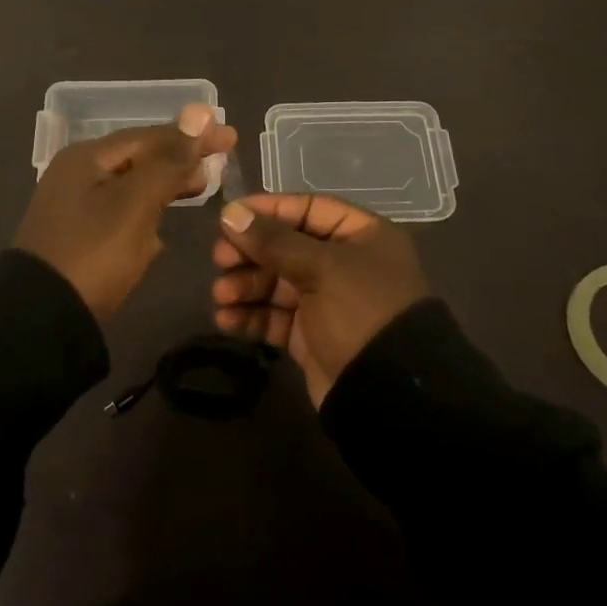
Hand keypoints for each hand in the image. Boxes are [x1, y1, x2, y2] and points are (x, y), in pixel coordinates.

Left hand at [13, 104, 236, 320]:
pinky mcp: (78, 238)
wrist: (42, 319)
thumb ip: (169, 160)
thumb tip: (200, 112)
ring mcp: (75, 207)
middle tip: (221, 162)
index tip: (230, 136)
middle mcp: (78, 174)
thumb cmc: (94, 252)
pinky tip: (163, 229)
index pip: (149, 136)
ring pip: (131, 187)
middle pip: (139, 158)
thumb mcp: (136, 204)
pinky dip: (146, 214)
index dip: (191, 135)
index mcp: (87, 158)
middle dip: (179, 159)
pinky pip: (121, 215)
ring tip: (200, 187)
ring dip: (165, 185)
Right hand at [211, 194, 429, 406]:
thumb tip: (229, 213)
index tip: (229, 218)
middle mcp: (344, 264)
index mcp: (360, 236)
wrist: (387, 396)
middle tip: (219, 260)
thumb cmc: (360, 312)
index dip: (268, 211)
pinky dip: (250, 316)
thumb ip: (273, 240)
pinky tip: (226, 320)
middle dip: (250, 253)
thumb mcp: (321, 267)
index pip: (307, 209)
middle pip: (285, 246)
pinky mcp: (310, 335)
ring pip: (275, 282)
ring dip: (244, 286)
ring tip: (221, 296)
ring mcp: (326, 301)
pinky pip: (274, 317)